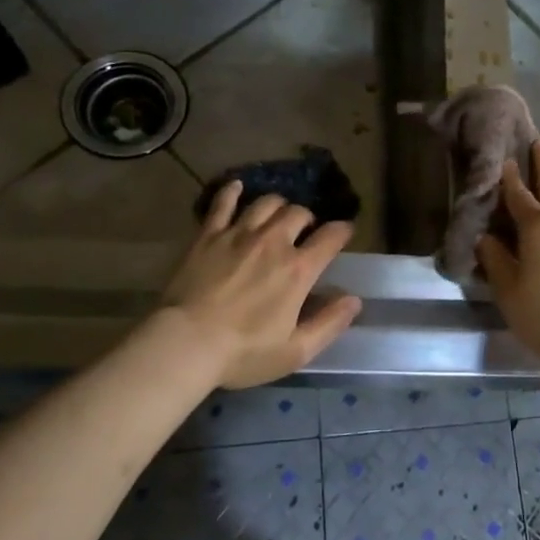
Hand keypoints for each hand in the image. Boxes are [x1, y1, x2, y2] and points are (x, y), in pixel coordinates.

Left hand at [160, 184, 362, 388]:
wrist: (185, 343)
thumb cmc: (243, 353)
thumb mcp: (296, 351)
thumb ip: (329, 324)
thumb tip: (354, 300)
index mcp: (298, 270)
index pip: (331, 237)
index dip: (342, 230)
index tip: (345, 231)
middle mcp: (273, 242)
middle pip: (298, 212)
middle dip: (307, 218)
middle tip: (304, 230)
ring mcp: (238, 234)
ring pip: (266, 203)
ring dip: (278, 205)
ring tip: (277, 215)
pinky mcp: (208, 235)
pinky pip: (222, 203)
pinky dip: (232, 192)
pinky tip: (236, 187)